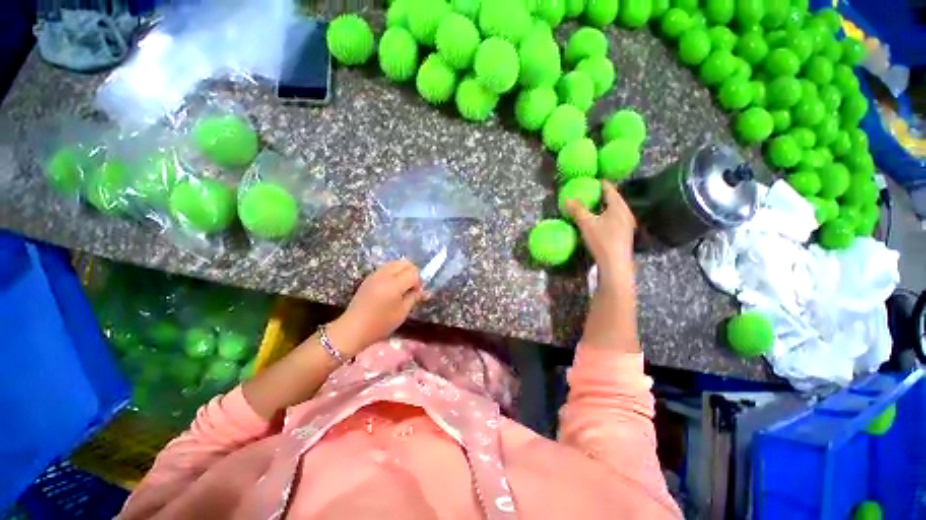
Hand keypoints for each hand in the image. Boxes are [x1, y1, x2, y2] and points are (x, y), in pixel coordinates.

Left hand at [329, 260, 424, 355]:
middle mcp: (385, 274)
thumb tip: (423, 291)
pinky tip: (391, 287)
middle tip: (411, 287)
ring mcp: (375, 274)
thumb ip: (414, 297)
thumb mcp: (402, 312)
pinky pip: (386, 268)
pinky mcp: (369, 277)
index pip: (413, 273)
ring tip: (402, 287)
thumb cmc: (381, 323)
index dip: (419, 282)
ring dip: (403, 271)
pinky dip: (393, 272)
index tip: (417, 293)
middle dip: (412, 272)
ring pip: (395, 263)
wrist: (353, 328)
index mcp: (394, 284)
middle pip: (405, 263)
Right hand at [565, 180, 635, 282]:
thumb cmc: (602, 240)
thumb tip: (566, 199)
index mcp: (619, 206)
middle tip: (586, 193)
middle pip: (613, 198)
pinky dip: (605, 215)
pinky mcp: (625, 233)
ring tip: (589, 206)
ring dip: (602, 206)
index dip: (599, 183)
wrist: (615, 263)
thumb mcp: (586, 223)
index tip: (589, 181)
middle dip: (600, 195)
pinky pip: (614, 218)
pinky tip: (597, 221)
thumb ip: (577, 210)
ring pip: (614, 209)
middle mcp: (626, 212)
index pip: (609, 188)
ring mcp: (627, 223)